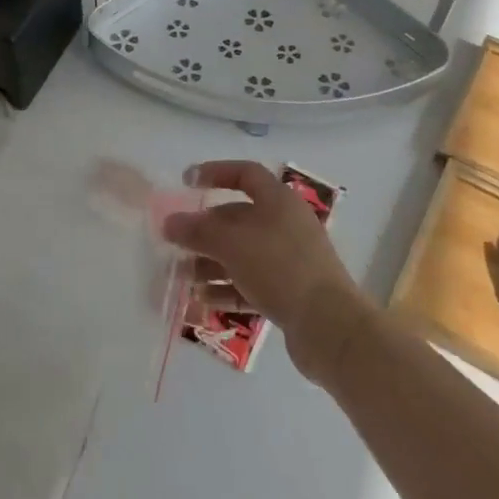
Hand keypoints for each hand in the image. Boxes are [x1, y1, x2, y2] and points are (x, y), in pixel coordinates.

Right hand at [161, 161, 368, 380]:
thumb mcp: (232, 244)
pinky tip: (201, 298)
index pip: (245, 173)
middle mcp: (285, 224)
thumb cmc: (280, 268)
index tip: (186, 183)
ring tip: (182, 277)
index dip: (215, 172)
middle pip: (238, 217)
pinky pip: (250, 282)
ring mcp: (289, 259)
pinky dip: (225, 287)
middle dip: (204, 230)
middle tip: (175, 241)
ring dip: (210, 262)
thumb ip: (197, 231)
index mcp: (278, 201)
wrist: (329, 326)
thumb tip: (169, 222)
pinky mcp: (289, 291)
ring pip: (241, 253)